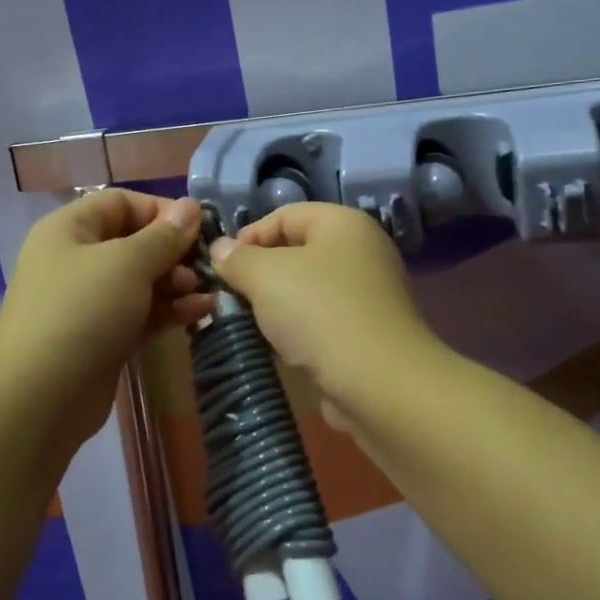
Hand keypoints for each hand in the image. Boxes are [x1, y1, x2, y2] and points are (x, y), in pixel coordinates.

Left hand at [0, 190, 210, 448]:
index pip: (121, 203)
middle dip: (173, 251)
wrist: (41, 396)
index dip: (161, 210)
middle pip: (133, 242)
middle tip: (204, 265)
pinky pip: (141, 314)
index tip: (199, 226)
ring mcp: (89, 302)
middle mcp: (76, 260)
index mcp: (70, 229)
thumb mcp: (128, 263)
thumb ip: (164, 236)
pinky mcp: (103, 338)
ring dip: (176, 283)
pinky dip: (169, 311)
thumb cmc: (82, 311)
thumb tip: (191, 206)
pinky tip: (201, 312)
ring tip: (206, 292)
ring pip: (141, 281)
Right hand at [208, 202, 439, 426]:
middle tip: (230, 297)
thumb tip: (221, 248)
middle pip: (296, 252)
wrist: (379, 384)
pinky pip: (321, 320)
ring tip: (248, 324)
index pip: (285, 215)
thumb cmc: (320, 313)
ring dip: (275, 306)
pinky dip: (297, 330)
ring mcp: (369, 294)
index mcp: (344, 224)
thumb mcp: (265, 276)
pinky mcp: (368, 332)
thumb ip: (238, 259)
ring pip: (307, 290)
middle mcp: (362, 251)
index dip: (248, 235)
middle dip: (259, 274)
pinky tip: (277, 349)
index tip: (220, 267)